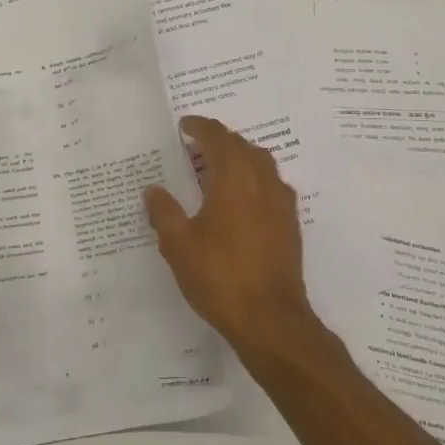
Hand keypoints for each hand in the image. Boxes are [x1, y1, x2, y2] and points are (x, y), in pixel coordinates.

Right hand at [143, 116, 316, 350]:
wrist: (270, 319)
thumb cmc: (220, 276)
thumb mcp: (179, 245)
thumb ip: (164, 212)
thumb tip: (154, 190)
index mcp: (234, 178)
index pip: (218, 138)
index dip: (200, 127)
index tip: (184, 125)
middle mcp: (262, 182)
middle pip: (242, 146)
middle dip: (218, 140)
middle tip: (194, 147)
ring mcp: (281, 203)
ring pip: (261, 164)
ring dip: (238, 158)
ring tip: (215, 170)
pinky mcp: (290, 224)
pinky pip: (270, 185)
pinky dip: (252, 179)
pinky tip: (238, 202)